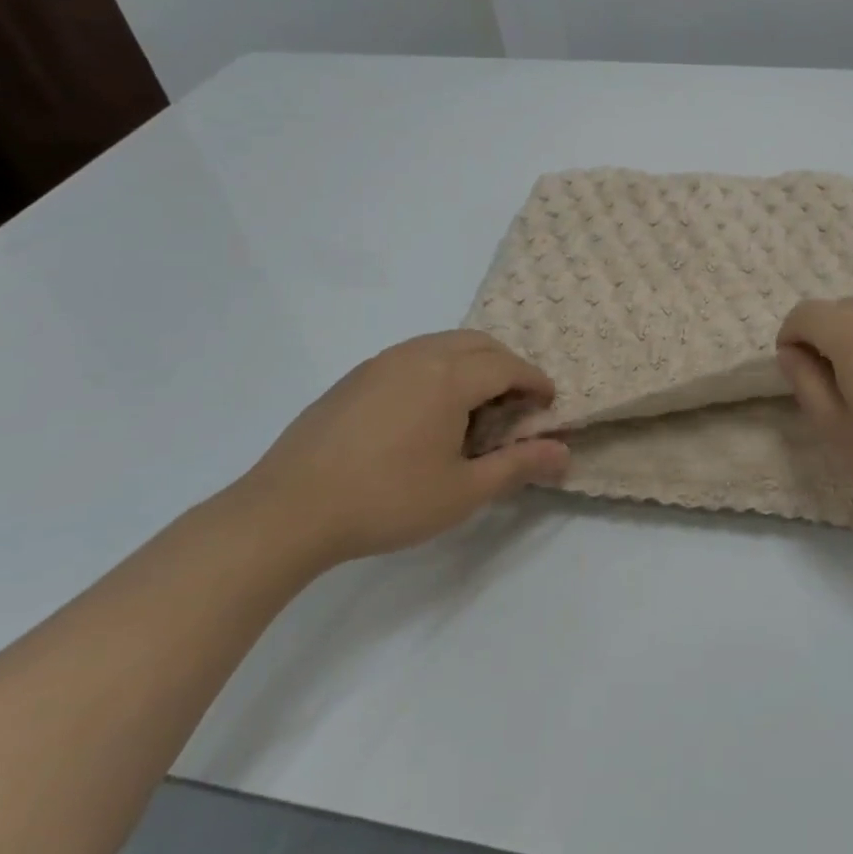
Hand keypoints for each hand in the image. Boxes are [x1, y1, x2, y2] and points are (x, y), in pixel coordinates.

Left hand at [237, 332, 570, 562]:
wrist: (288, 510)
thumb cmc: (387, 500)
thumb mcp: (463, 492)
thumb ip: (518, 466)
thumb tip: (564, 453)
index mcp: (449, 377)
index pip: (507, 366)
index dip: (534, 381)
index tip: (548, 402)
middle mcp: (417, 355)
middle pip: (478, 343)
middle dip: (507, 365)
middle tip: (517, 402)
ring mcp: (380, 363)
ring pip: (442, 344)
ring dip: (472, 363)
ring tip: (476, 406)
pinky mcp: (354, 378)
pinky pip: (412, 356)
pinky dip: (438, 369)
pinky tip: (427, 412)